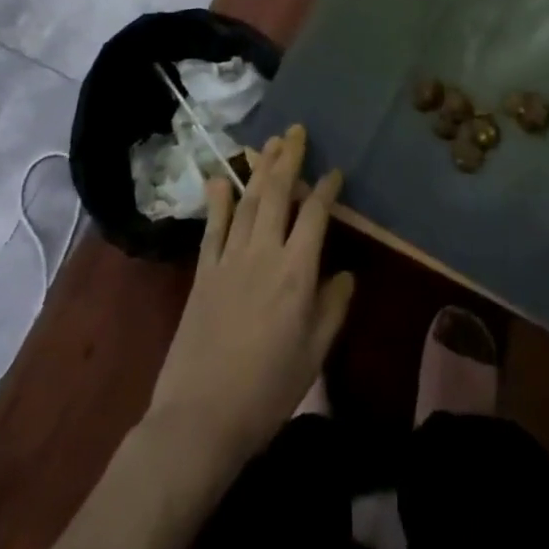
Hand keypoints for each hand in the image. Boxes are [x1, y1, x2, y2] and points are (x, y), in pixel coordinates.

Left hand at [145, 124, 354, 478]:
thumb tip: (347, 273)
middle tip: (296, 131)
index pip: (315, 215)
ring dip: (260, 168)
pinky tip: (221, 178)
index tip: (334, 171)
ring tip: (270, 142)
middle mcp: (264, 253)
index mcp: (297, 272)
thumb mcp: (314, 355)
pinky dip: (218, 199)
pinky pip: (213, 226)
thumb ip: (333, 308)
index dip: (326, 189)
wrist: (201, 418)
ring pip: (249, 200)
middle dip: (289, 158)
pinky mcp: (204, 272)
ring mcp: (230, 258)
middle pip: (279, 193)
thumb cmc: (267, 391)